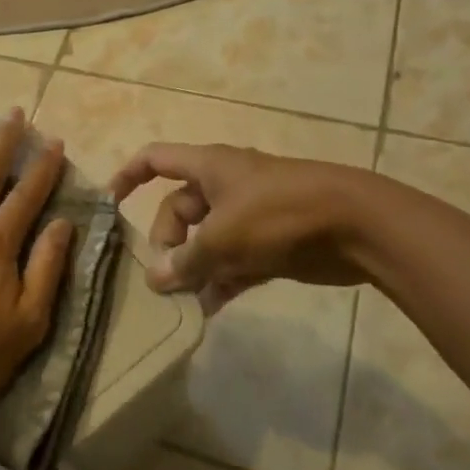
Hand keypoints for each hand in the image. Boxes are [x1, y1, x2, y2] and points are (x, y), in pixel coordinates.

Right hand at [109, 143, 375, 312]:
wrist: (359, 226)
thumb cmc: (281, 214)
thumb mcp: (224, 236)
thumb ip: (187, 260)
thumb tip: (155, 279)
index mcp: (210, 167)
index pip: (156, 159)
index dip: (129, 175)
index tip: (111, 203)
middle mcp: (225, 186)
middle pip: (179, 209)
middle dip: (167, 242)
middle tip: (165, 278)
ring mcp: (249, 215)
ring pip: (206, 240)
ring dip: (193, 268)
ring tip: (182, 301)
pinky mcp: (271, 243)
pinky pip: (233, 261)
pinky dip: (220, 281)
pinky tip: (210, 309)